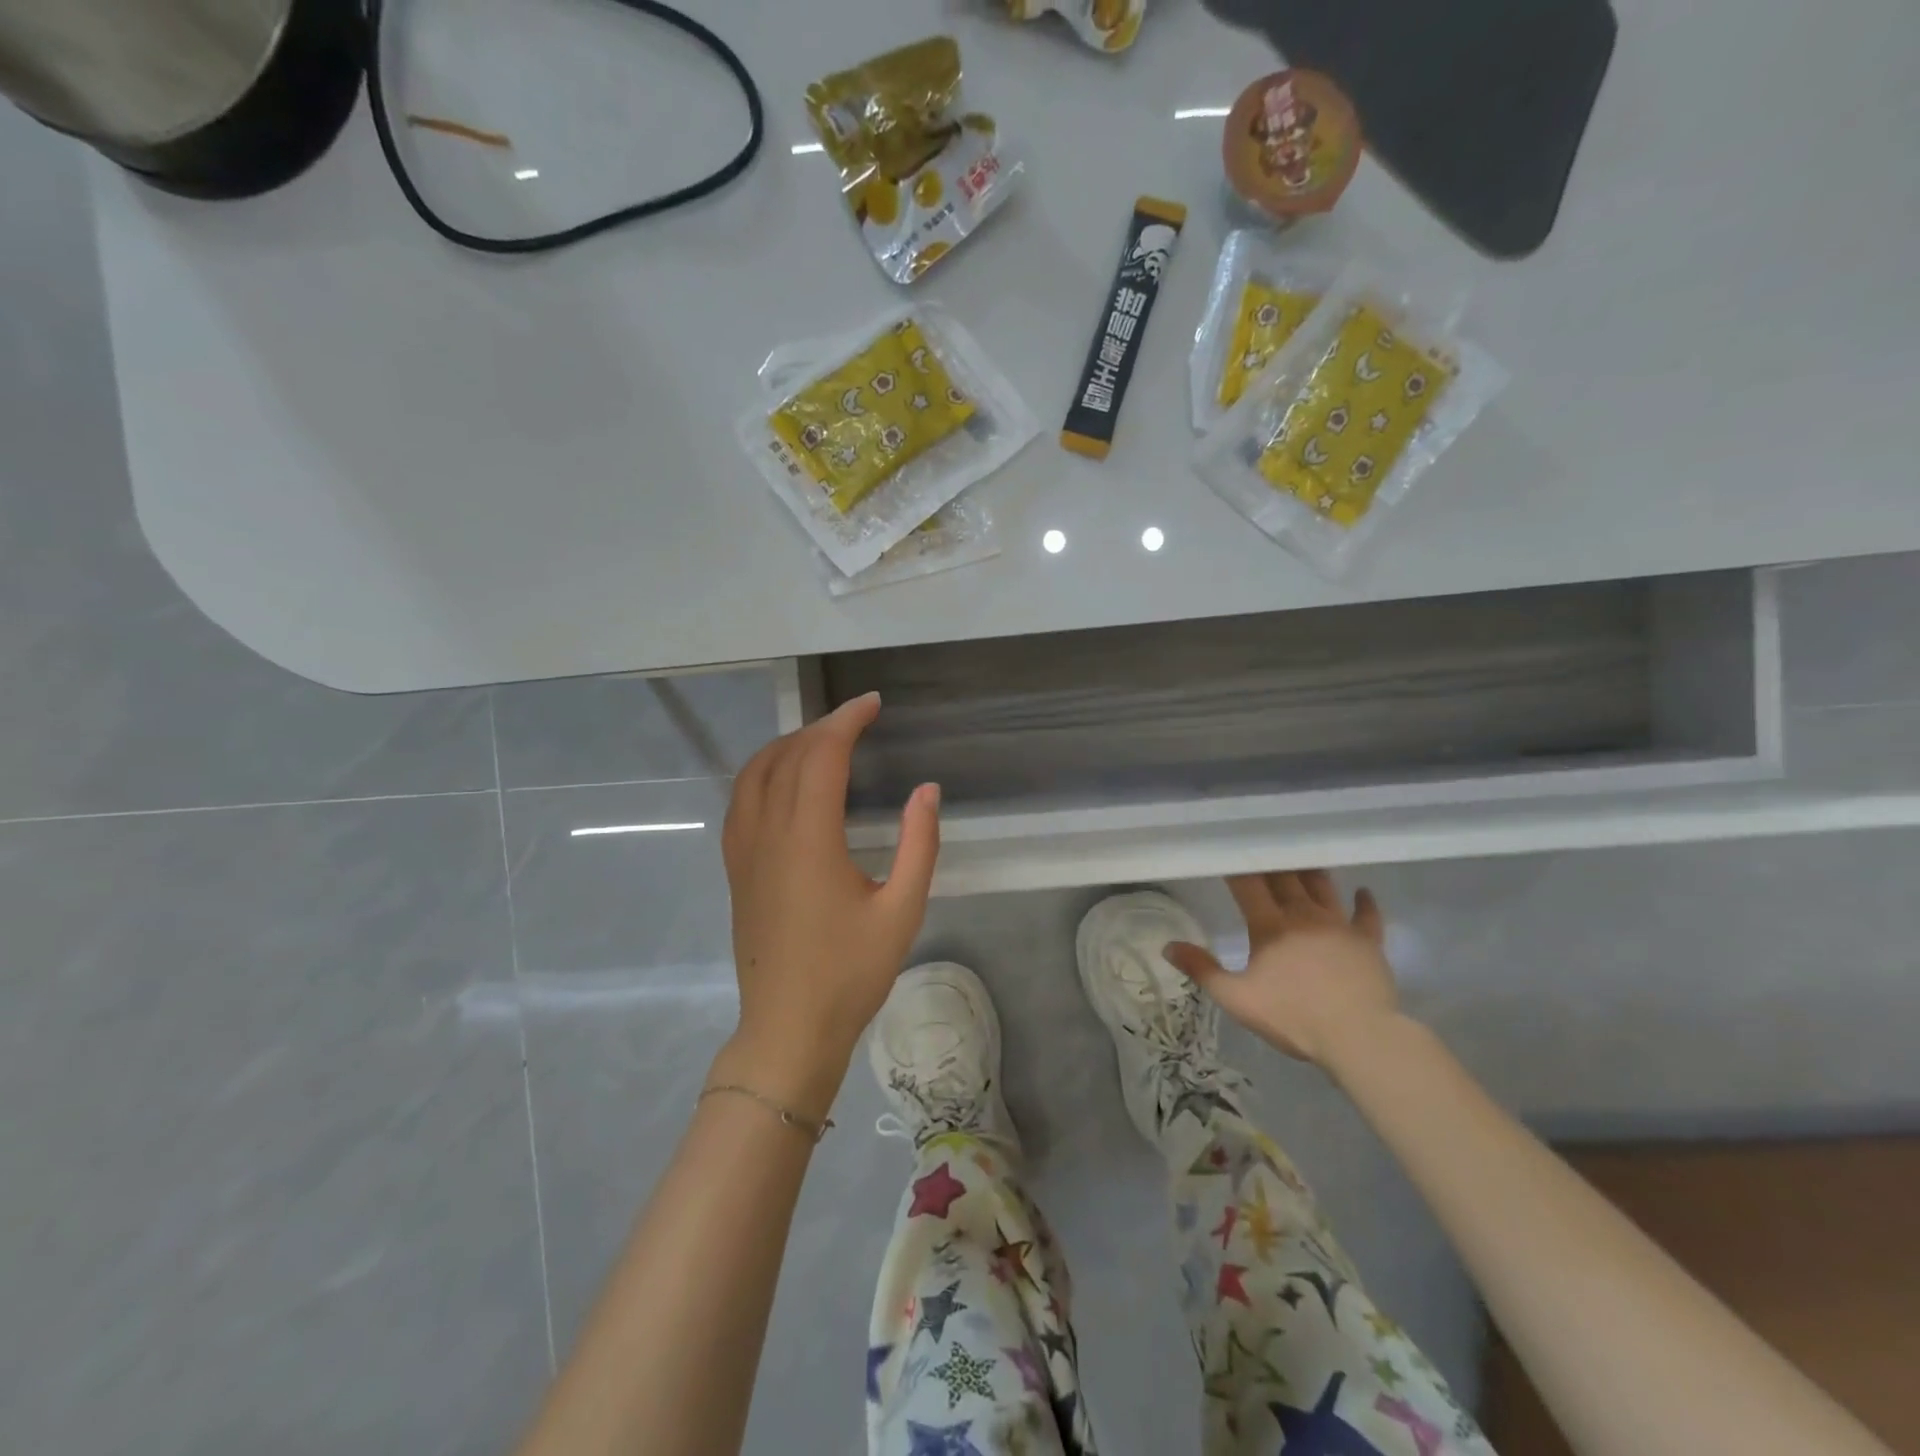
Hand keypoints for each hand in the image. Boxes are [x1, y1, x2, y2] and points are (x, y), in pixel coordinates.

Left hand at [713, 692, 940, 1117]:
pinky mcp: (736, 869)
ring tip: (822, 740)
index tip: (872, 704)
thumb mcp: (902, 910)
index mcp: (808, 839)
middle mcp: (767, 834)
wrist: (787, 1029)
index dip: (847, 721)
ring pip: (754, 773)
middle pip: (786, 756)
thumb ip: (919, 845)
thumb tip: (928, 790)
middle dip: (822, 727)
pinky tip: (784, 781)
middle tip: (858, 719)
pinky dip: (763, 772)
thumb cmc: (850, 974)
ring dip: (787, 744)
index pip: (821, 756)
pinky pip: (741, 800)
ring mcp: (744, 851)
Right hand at [1164, 870, 1398, 1068]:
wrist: (1359, 1037)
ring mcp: (1339, 926)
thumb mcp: (1237, 998)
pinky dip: (1364, 901)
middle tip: (1262, 849)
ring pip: (1322, 887)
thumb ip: (1202, 970)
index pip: (1248, 884)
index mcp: (1270, 925)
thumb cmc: (1293, 1017)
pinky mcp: (1368, 942)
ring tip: (1302, 860)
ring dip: (1310, 873)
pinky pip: (1367, 915)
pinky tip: (1363, 891)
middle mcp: (1303, 915)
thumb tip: (1168, 946)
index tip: (1225, 852)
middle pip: (1285, 878)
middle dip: (1271, 863)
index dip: (1236, 867)